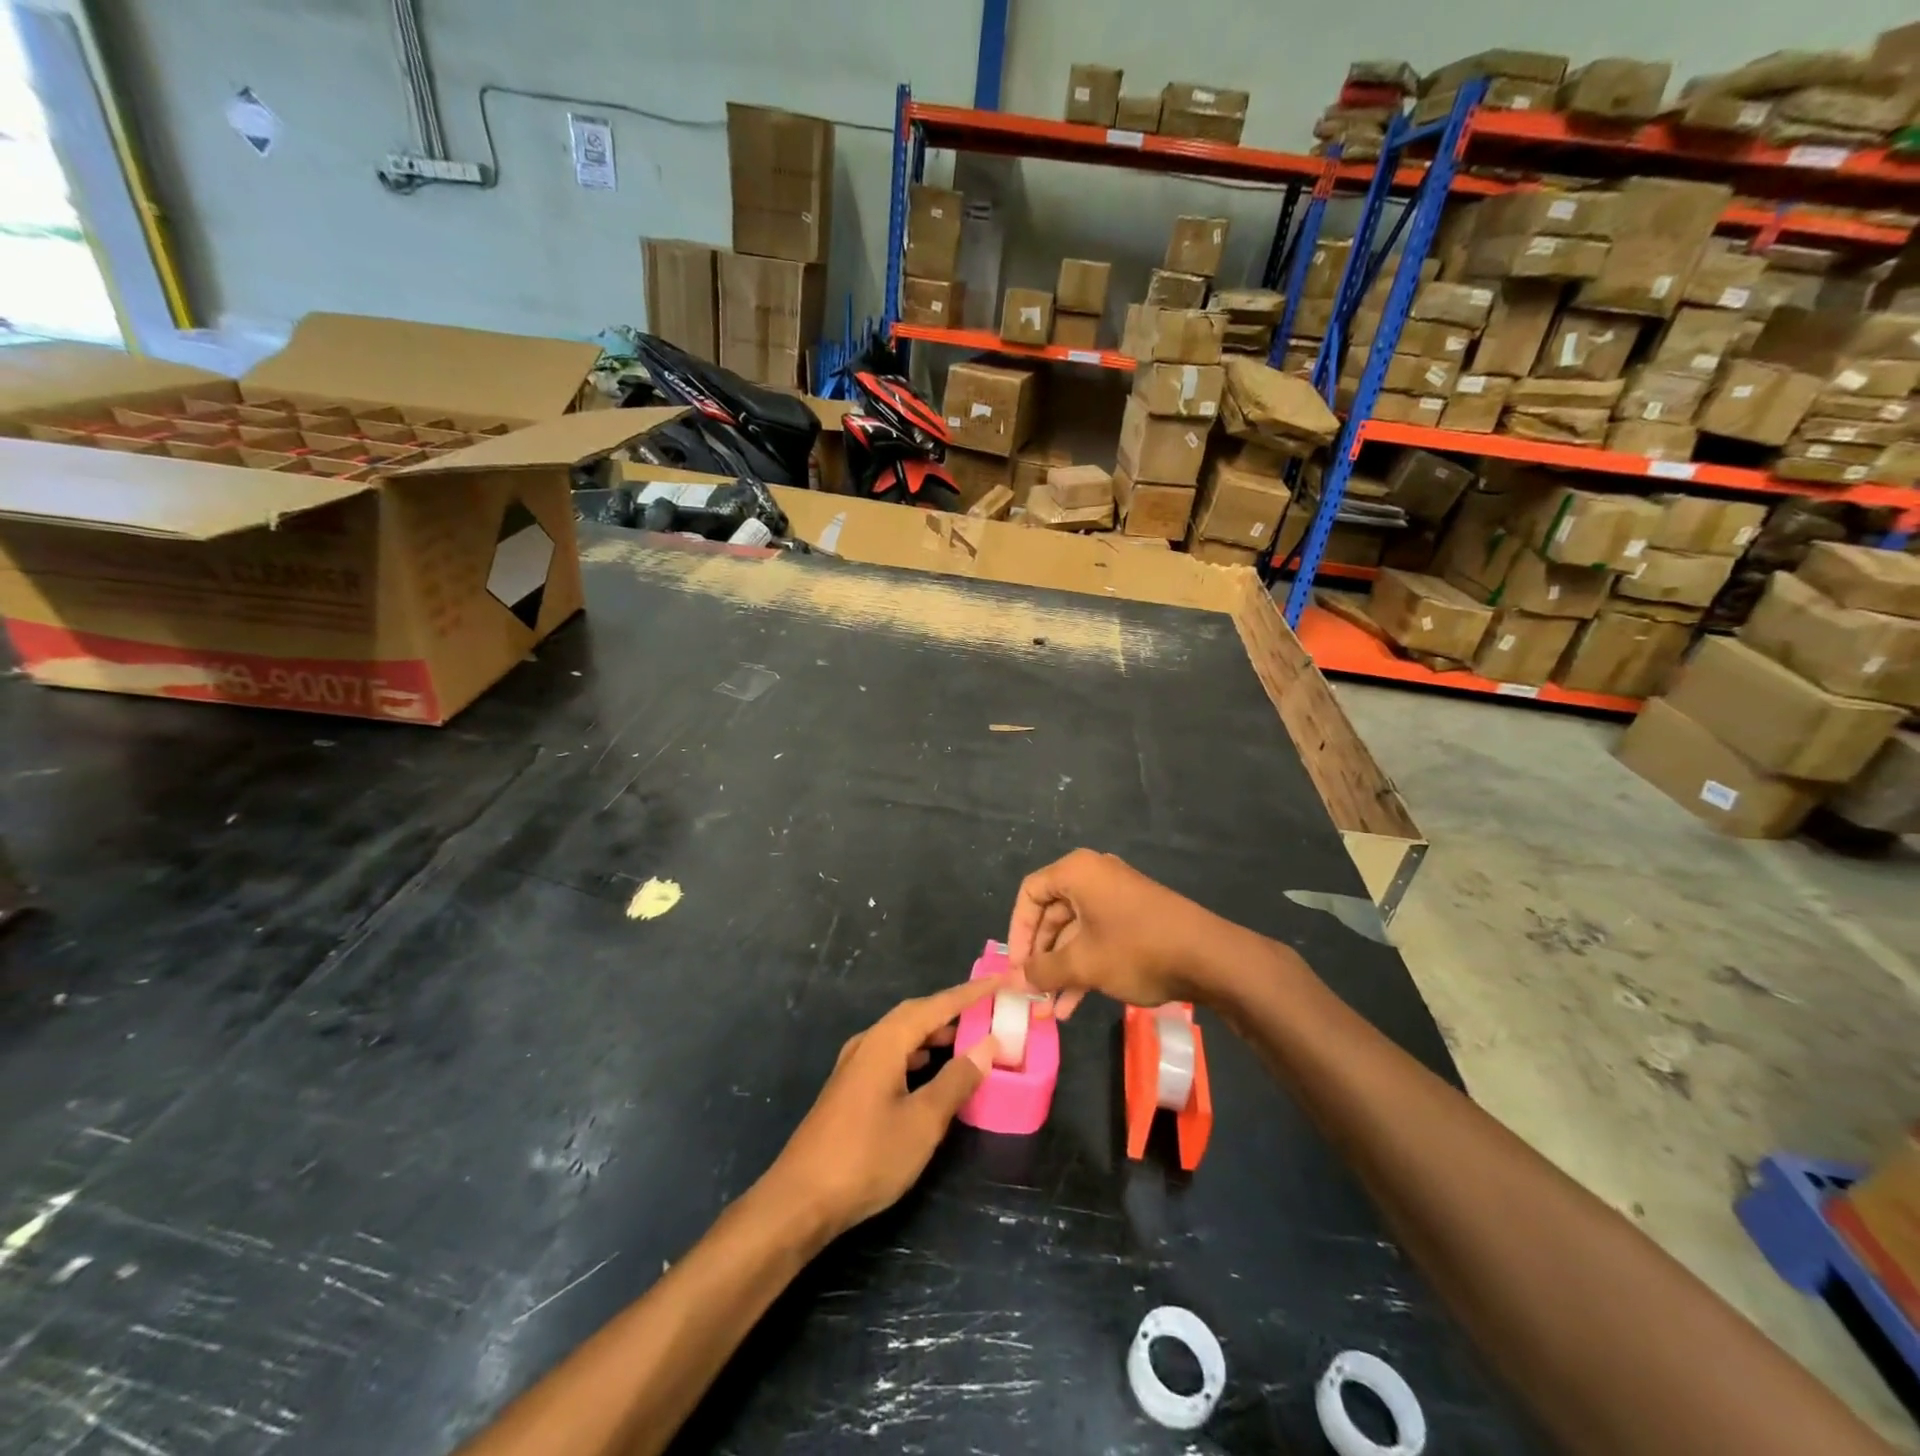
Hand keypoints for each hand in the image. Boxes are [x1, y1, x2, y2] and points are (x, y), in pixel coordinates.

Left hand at [764, 979, 999, 1242]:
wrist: (801, 1200)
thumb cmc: (867, 1156)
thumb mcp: (923, 1121)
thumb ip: (957, 1080)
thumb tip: (988, 1044)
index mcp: (885, 1041)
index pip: (936, 1005)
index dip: (971, 993)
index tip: (1001, 981)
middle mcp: (868, 1043)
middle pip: (916, 1014)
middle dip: (952, 1009)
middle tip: (987, 1010)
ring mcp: (854, 1066)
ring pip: (902, 1035)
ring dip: (934, 1033)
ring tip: (966, 1038)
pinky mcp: (850, 1088)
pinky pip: (891, 1054)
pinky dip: (917, 1054)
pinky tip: (929, 1070)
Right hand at [1007, 849, 1225, 1018]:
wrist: (1209, 957)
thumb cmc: (1137, 950)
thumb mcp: (1083, 963)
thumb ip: (1043, 970)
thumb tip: (1015, 981)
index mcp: (1078, 872)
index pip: (1030, 893)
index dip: (1018, 932)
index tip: (1017, 967)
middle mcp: (1095, 876)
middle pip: (1052, 914)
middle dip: (1041, 957)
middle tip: (1032, 992)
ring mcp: (1117, 896)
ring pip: (1075, 931)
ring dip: (1061, 969)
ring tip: (1051, 1009)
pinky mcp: (1135, 917)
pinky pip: (1097, 936)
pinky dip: (1084, 965)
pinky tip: (1075, 1003)